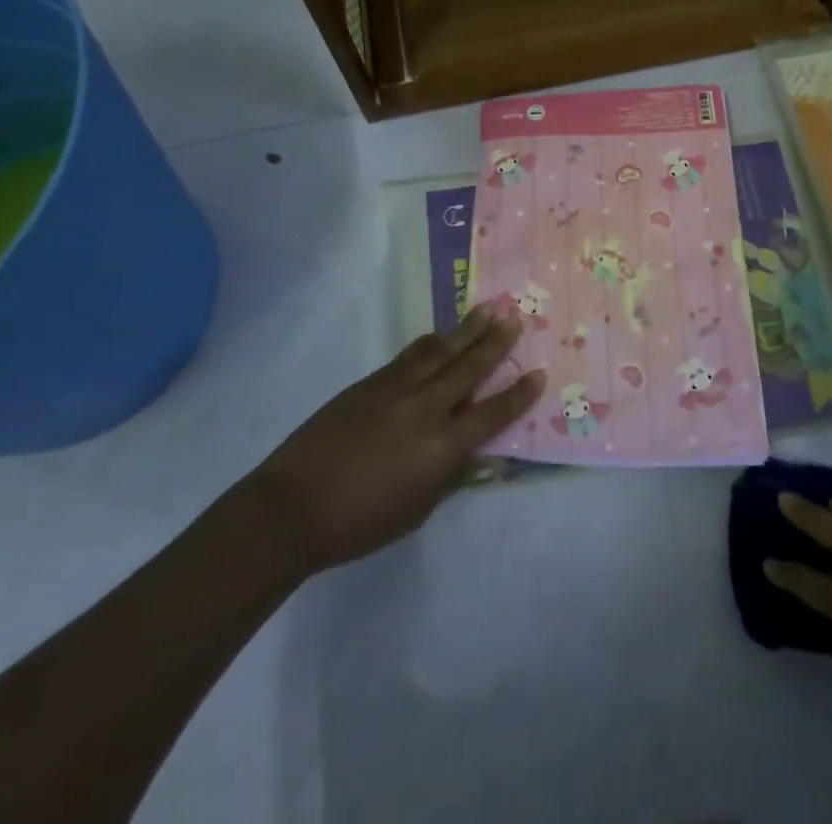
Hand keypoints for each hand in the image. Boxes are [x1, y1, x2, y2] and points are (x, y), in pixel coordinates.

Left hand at [255, 304, 545, 575]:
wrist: (292, 508)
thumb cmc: (360, 524)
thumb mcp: (418, 510)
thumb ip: (450, 475)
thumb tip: (476, 452)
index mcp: (443, 447)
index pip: (493, 412)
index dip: (519, 393)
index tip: (539, 372)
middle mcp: (426, 408)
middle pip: (470, 368)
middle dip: (497, 341)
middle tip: (516, 315)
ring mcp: (396, 389)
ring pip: (441, 350)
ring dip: (467, 329)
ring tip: (490, 307)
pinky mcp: (371, 383)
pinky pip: (410, 355)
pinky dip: (431, 343)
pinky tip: (441, 334)